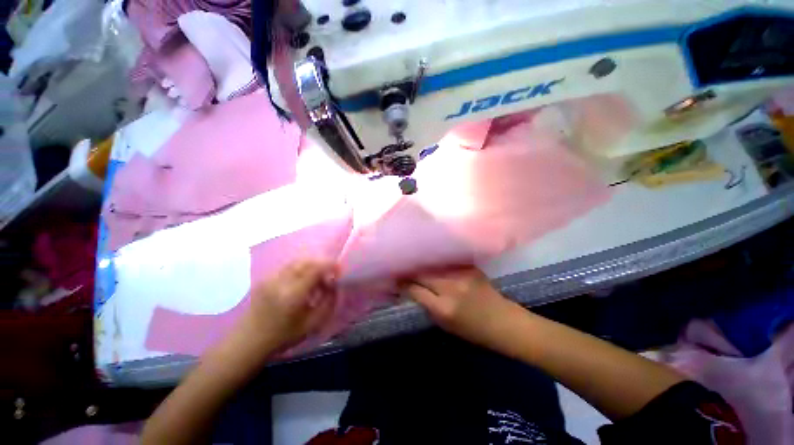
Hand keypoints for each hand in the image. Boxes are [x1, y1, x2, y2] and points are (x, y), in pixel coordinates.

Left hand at [238, 260, 338, 351]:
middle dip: (321, 264)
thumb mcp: (312, 324)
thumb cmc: (282, 337)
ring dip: (310, 265)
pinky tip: (301, 281)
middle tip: (328, 276)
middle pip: (306, 261)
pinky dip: (299, 268)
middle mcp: (281, 281)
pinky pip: (287, 267)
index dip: (330, 265)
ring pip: (296, 261)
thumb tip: (334, 285)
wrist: (247, 343)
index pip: (316, 268)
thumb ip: (328, 302)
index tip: (338, 270)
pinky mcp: (265, 279)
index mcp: (294, 293)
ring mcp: (271, 278)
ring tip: (316, 278)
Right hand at [401, 267, 518, 344]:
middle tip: (400, 268)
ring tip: (412, 261)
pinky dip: (435, 262)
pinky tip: (429, 260)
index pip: (414, 289)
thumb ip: (426, 304)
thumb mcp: (444, 324)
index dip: (402, 283)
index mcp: (444, 307)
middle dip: (409, 270)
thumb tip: (410, 288)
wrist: (504, 322)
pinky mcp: (469, 267)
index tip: (394, 278)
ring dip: (421, 263)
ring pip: (432, 264)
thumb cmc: (473, 330)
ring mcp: (461, 274)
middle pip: (422, 273)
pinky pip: (445, 261)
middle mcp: (451, 287)